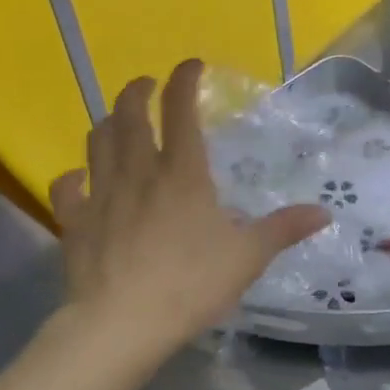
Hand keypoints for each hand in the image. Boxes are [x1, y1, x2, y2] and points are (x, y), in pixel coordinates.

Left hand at [49, 61, 329, 358]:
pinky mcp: (75, 221)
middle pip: (129, 114)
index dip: (184, 79)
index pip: (180, 110)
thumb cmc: (188, 285)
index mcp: (181, 172)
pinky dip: (71, 177)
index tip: (190, 65)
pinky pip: (65, 188)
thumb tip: (324, 212)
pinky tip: (78, 178)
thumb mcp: (246, 258)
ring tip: (118, 121)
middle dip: (137, 90)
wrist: (120, 324)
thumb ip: (283, 230)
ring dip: (108, 123)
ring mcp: (101, 193)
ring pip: (97, 141)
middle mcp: (137, 171)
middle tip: (146, 84)